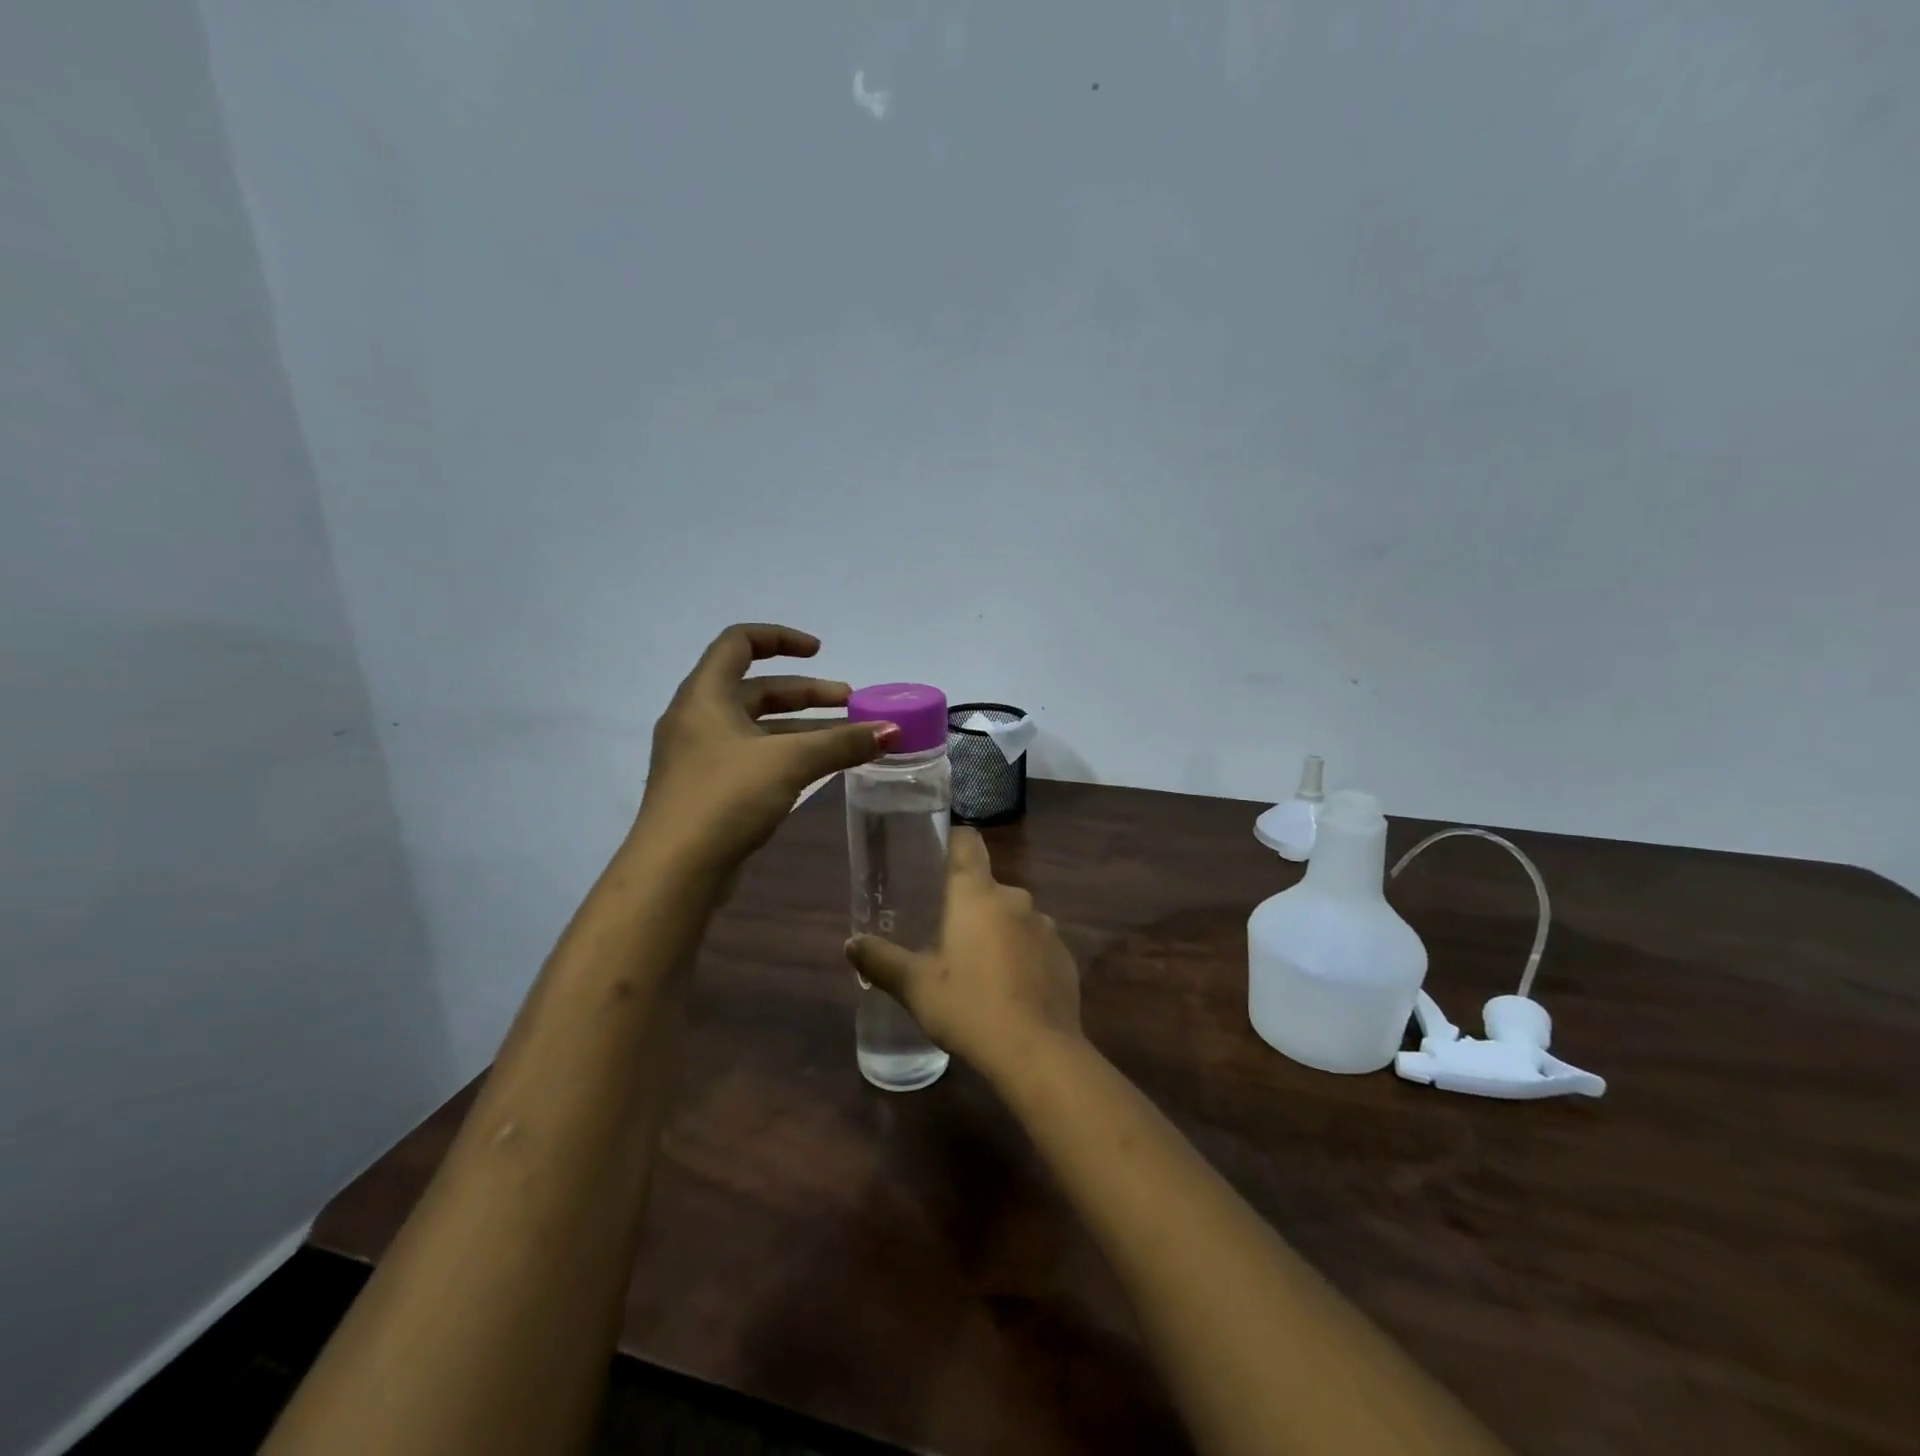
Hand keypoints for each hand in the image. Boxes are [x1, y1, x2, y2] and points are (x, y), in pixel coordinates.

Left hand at [636, 624, 895, 872]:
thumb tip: (892, 730)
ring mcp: (699, 756)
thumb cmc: (726, 797)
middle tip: (851, 703)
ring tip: (847, 739)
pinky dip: (786, 755)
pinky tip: (817, 770)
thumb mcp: (789, 761)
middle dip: (807, 693)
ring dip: (802, 728)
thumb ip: (843, 742)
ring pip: (758, 728)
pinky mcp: (707, 790)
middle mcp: (697, 718)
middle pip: (757, 688)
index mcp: (705, 695)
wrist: (675, 870)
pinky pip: (753, 757)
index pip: (740, 642)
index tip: (821, 652)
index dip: (782, 639)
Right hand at [845, 828, 1081, 1082]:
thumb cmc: (969, 1007)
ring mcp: (1045, 927)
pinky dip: (1021, 957)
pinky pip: (1035, 944)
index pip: (968, 842)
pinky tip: (1010, 990)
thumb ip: (881, 960)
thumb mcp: (916, 987)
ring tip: (977, 968)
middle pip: (987, 887)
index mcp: (977, 894)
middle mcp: (1015, 899)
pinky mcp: (1064, 956)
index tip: (936, 856)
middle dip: (967, 905)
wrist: (1038, 1053)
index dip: (952, 842)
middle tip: (944, 936)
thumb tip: (851, 943)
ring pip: (1012, 917)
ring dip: (996, 932)